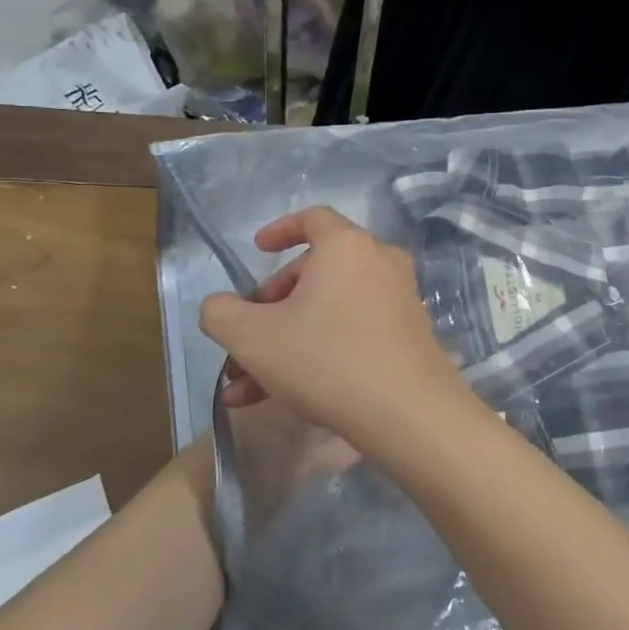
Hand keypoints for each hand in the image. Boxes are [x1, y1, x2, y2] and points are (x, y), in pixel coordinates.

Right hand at [198, 207, 476, 459]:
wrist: (408, 410)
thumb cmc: (326, 358)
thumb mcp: (253, 337)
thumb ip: (222, 313)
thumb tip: (220, 307)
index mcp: (346, 246)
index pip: (313, 219)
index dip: (280, 230)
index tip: (258, 250)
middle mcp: (379, 262)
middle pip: (315, 272)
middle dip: (270, 307)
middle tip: (242, 341)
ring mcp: (398, 299)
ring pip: (328, 311)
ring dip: (283, 342)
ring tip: (244, 388)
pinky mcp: (407, 334)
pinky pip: (352, 332)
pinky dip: (316, 353)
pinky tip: (278, 397)